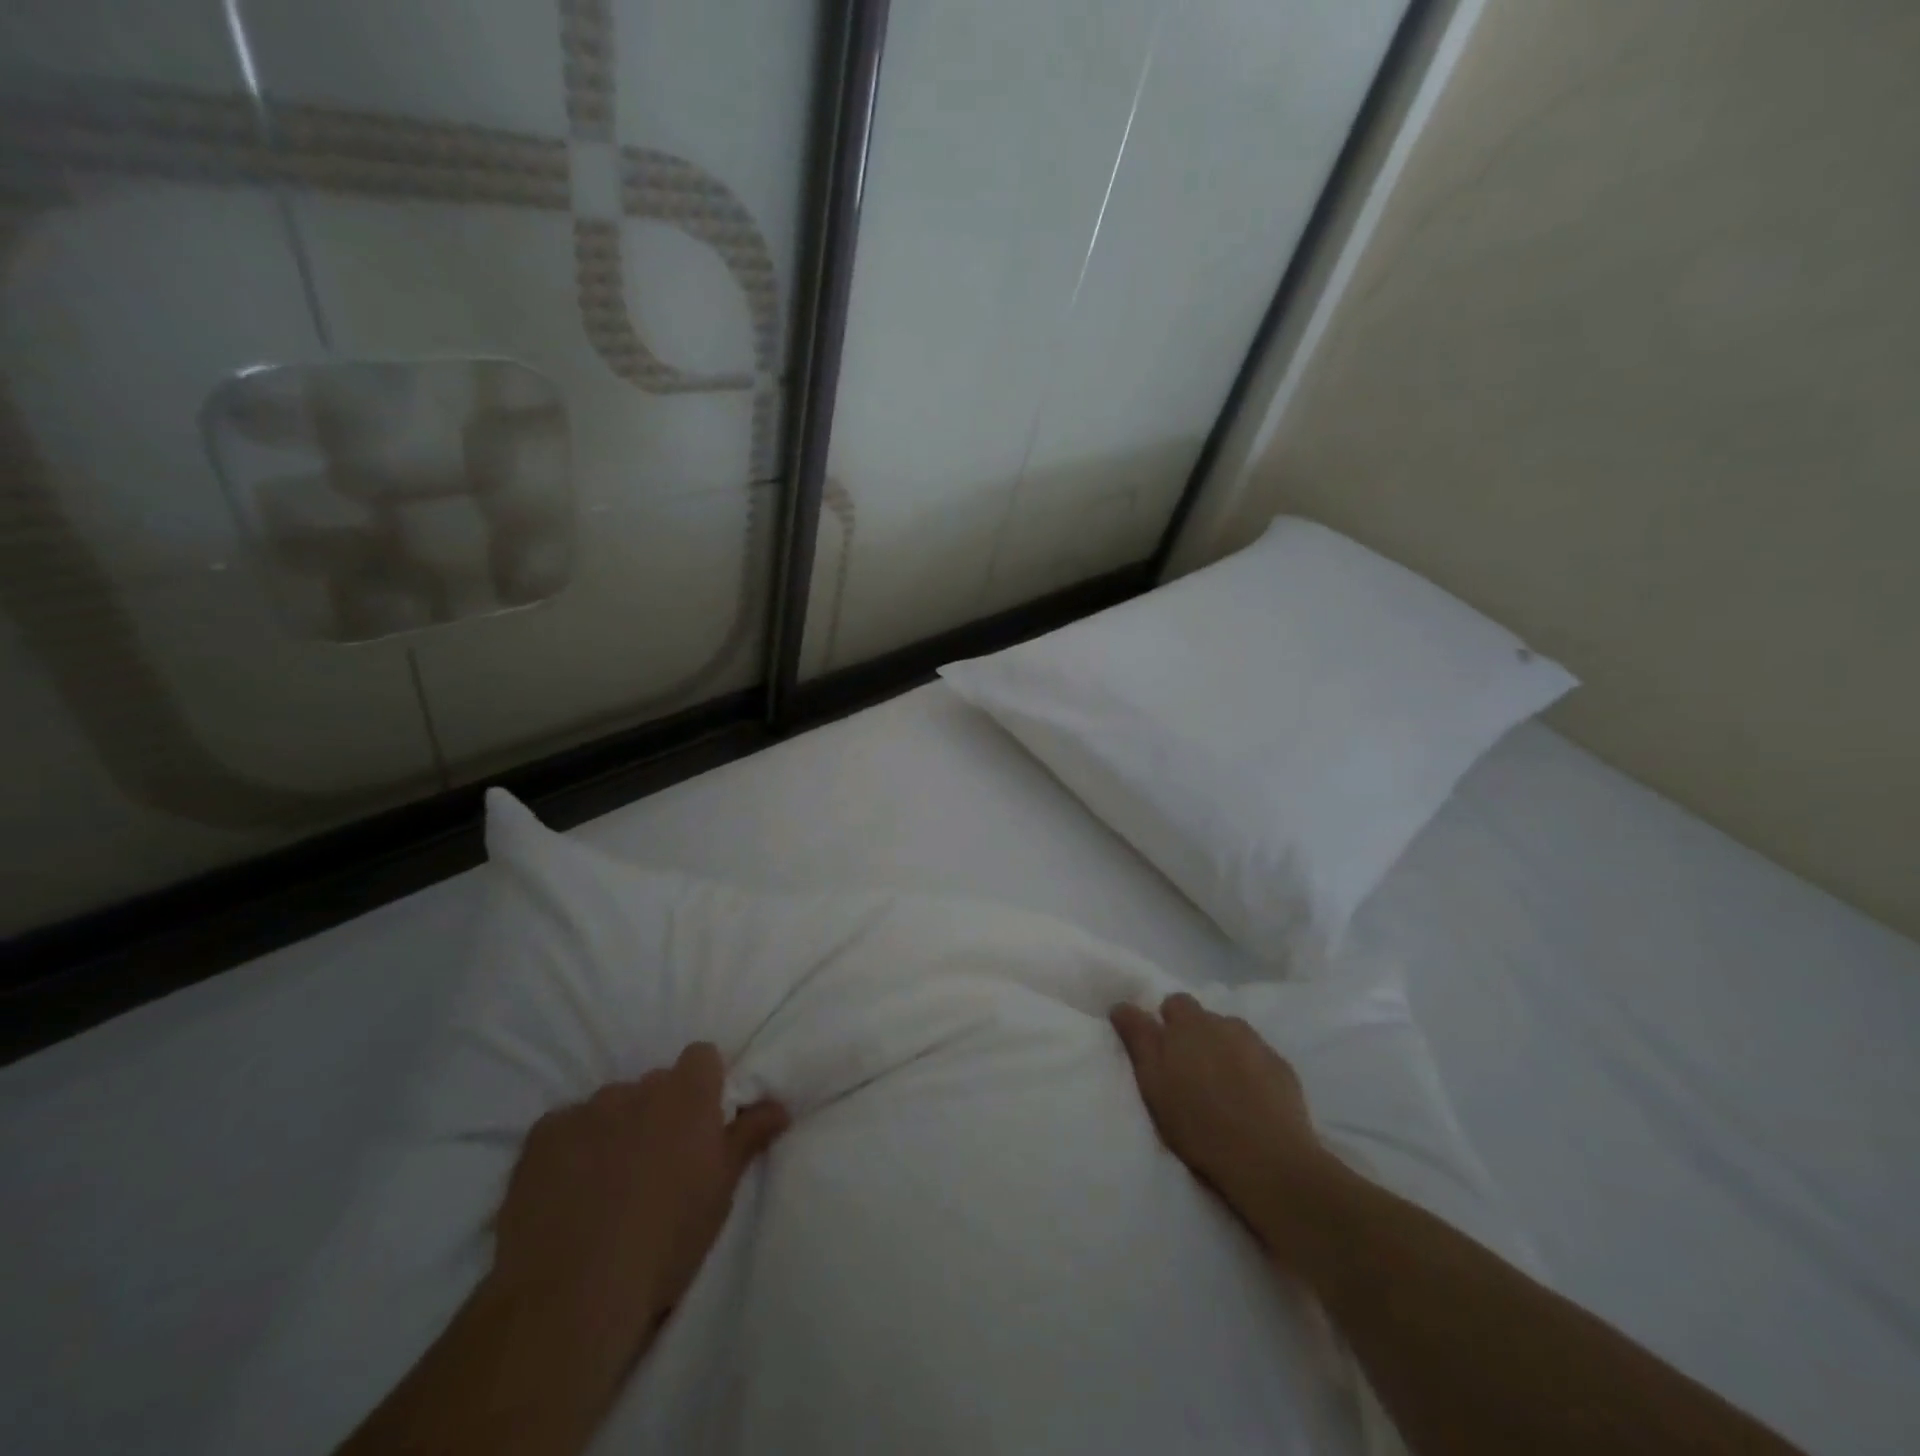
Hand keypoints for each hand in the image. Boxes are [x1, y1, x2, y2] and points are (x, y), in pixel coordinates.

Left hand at [489, 1043, 789, 1366]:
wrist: (574, 1294)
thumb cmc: (667, 1240)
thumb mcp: (721, 1190)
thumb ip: (749, 1136)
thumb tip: (780, 1104)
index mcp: (688, 1095)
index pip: (701, 1057)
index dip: (703, 1085)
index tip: (701, 1124)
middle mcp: (639, 1089)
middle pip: (655, 1085)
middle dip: (658, 1113)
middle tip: (656, 1164)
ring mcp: (586, 1109)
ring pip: (610, 1107)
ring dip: (614, 1130)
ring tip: (606, 1185)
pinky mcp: (541, 1136)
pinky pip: (564, 1127)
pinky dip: (570, 1149)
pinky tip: (566, 1191)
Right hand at [1110, 993, 1343, 1267]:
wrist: (1269, 1160)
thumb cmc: (1199, 1124)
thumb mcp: (1153, 1083)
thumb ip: (1138, 1038)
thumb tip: (1120, 1005)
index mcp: (1189, 1024)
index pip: (1173, 1003)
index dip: (1166, 1022)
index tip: (1162, 1050)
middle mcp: (1223, 1024)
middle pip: (1204, 1018)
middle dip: (1194, 1036)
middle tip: (1189, 1073)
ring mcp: (1256, 1044)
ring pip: (1232, 1036)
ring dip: (1223, 1050)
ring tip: (1221, 1086)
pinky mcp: (1282, 1068)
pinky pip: (1258, 1058)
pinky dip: (1250, 1069)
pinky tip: (1250, 1099)